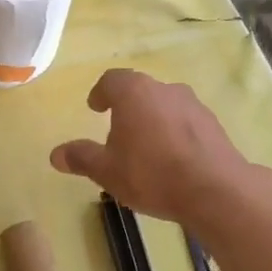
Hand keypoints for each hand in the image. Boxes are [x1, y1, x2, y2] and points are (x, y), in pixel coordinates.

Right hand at [51, 69, 257, 223]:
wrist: (216, 191)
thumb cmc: (151, 173)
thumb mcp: (106, 171)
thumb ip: (81, 158)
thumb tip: (55, 154)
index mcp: (134, 93)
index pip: (111, 80)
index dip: (100, 93)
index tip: (95, 108)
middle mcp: (165, 90)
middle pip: (140, 91)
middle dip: (127, 108)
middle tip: (117, 130)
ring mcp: (194, 105)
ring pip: (164, 106)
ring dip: (152, 120)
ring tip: (145, 148)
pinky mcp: (214, 125)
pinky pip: (185, 122)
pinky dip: (174, 133)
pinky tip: (172, 160)